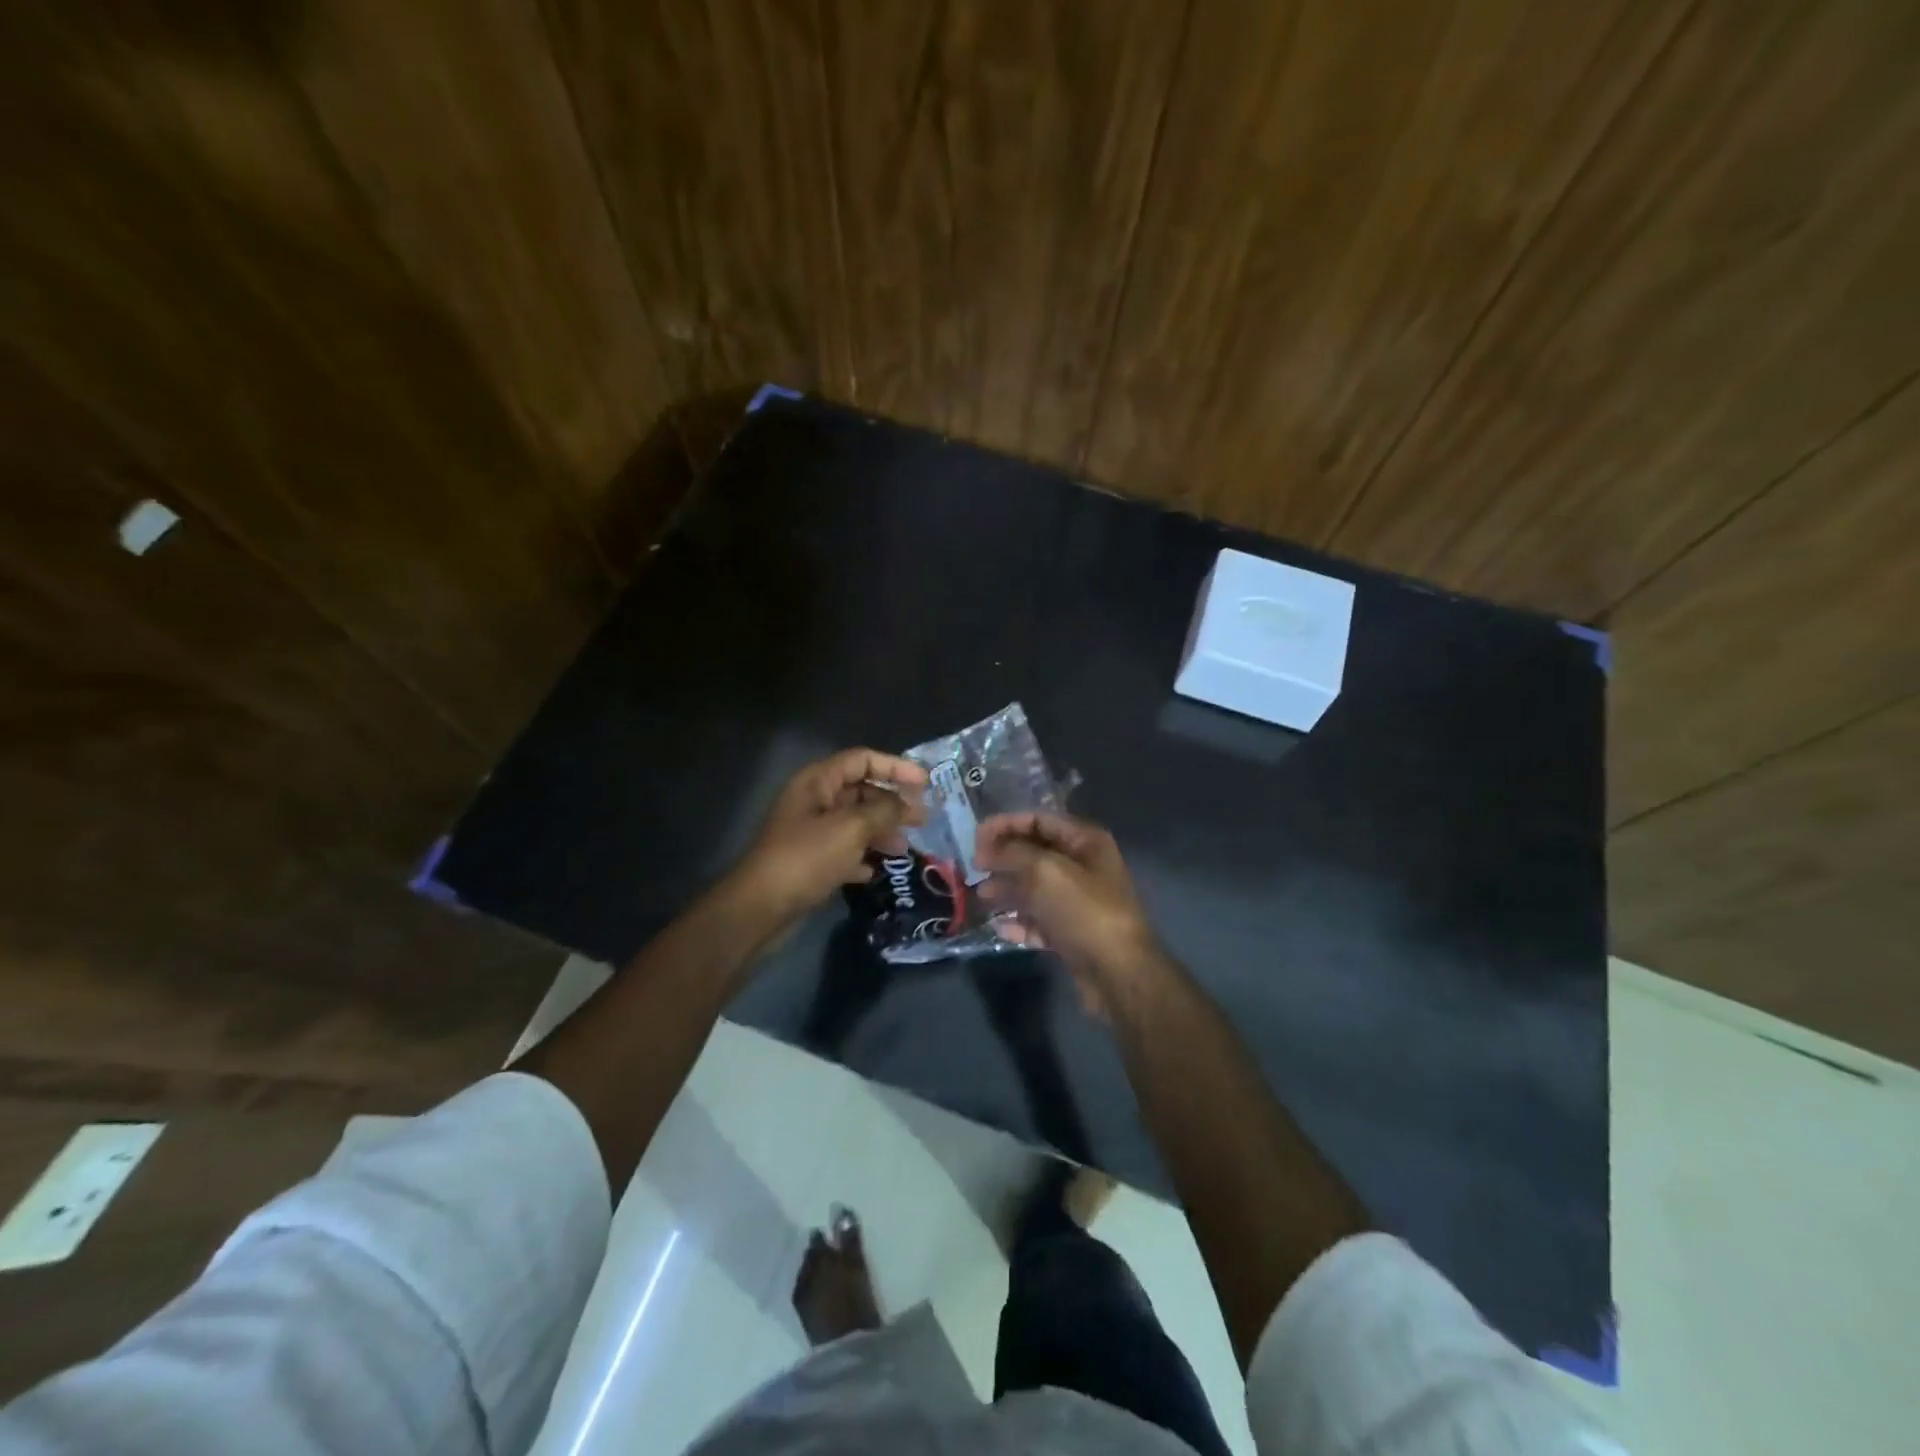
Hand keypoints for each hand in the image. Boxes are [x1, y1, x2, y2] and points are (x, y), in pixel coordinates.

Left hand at [733, 748, 928, 923]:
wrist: (762, 907)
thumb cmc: (806, 858)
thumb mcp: (851, 829)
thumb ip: (885, 811)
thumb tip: (910, 804)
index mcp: (818, 782)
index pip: (862, 760)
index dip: (895, 767)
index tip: (925, 783)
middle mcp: (814, 801)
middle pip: (861, 791)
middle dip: (892, 804)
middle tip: (922, 820)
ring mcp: (811, 832)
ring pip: (856, 822)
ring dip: (881, 832)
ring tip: (902, 849)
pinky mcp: (811, 860)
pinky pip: (845, 850)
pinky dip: (862, 856)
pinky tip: (876, 870)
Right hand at [974, 811, 1158, 1012]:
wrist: (1118, 972)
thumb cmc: (1083, 911)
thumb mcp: (1045, 871)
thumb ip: (1012, 853)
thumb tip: (987, 851)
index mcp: (1085, 841)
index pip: (1038, 820)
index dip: (1005, 824)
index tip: (975, 839)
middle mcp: (1083, 866)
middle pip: (1034, 853)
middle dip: (1003, 858)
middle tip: (975, 868)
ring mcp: (1078, 901)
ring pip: (1034, 888)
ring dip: (1007, 889)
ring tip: (982, 897)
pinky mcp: (1072, 932)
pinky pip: (1039, 920)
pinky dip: (1020, 922)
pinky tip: (1001, 928)